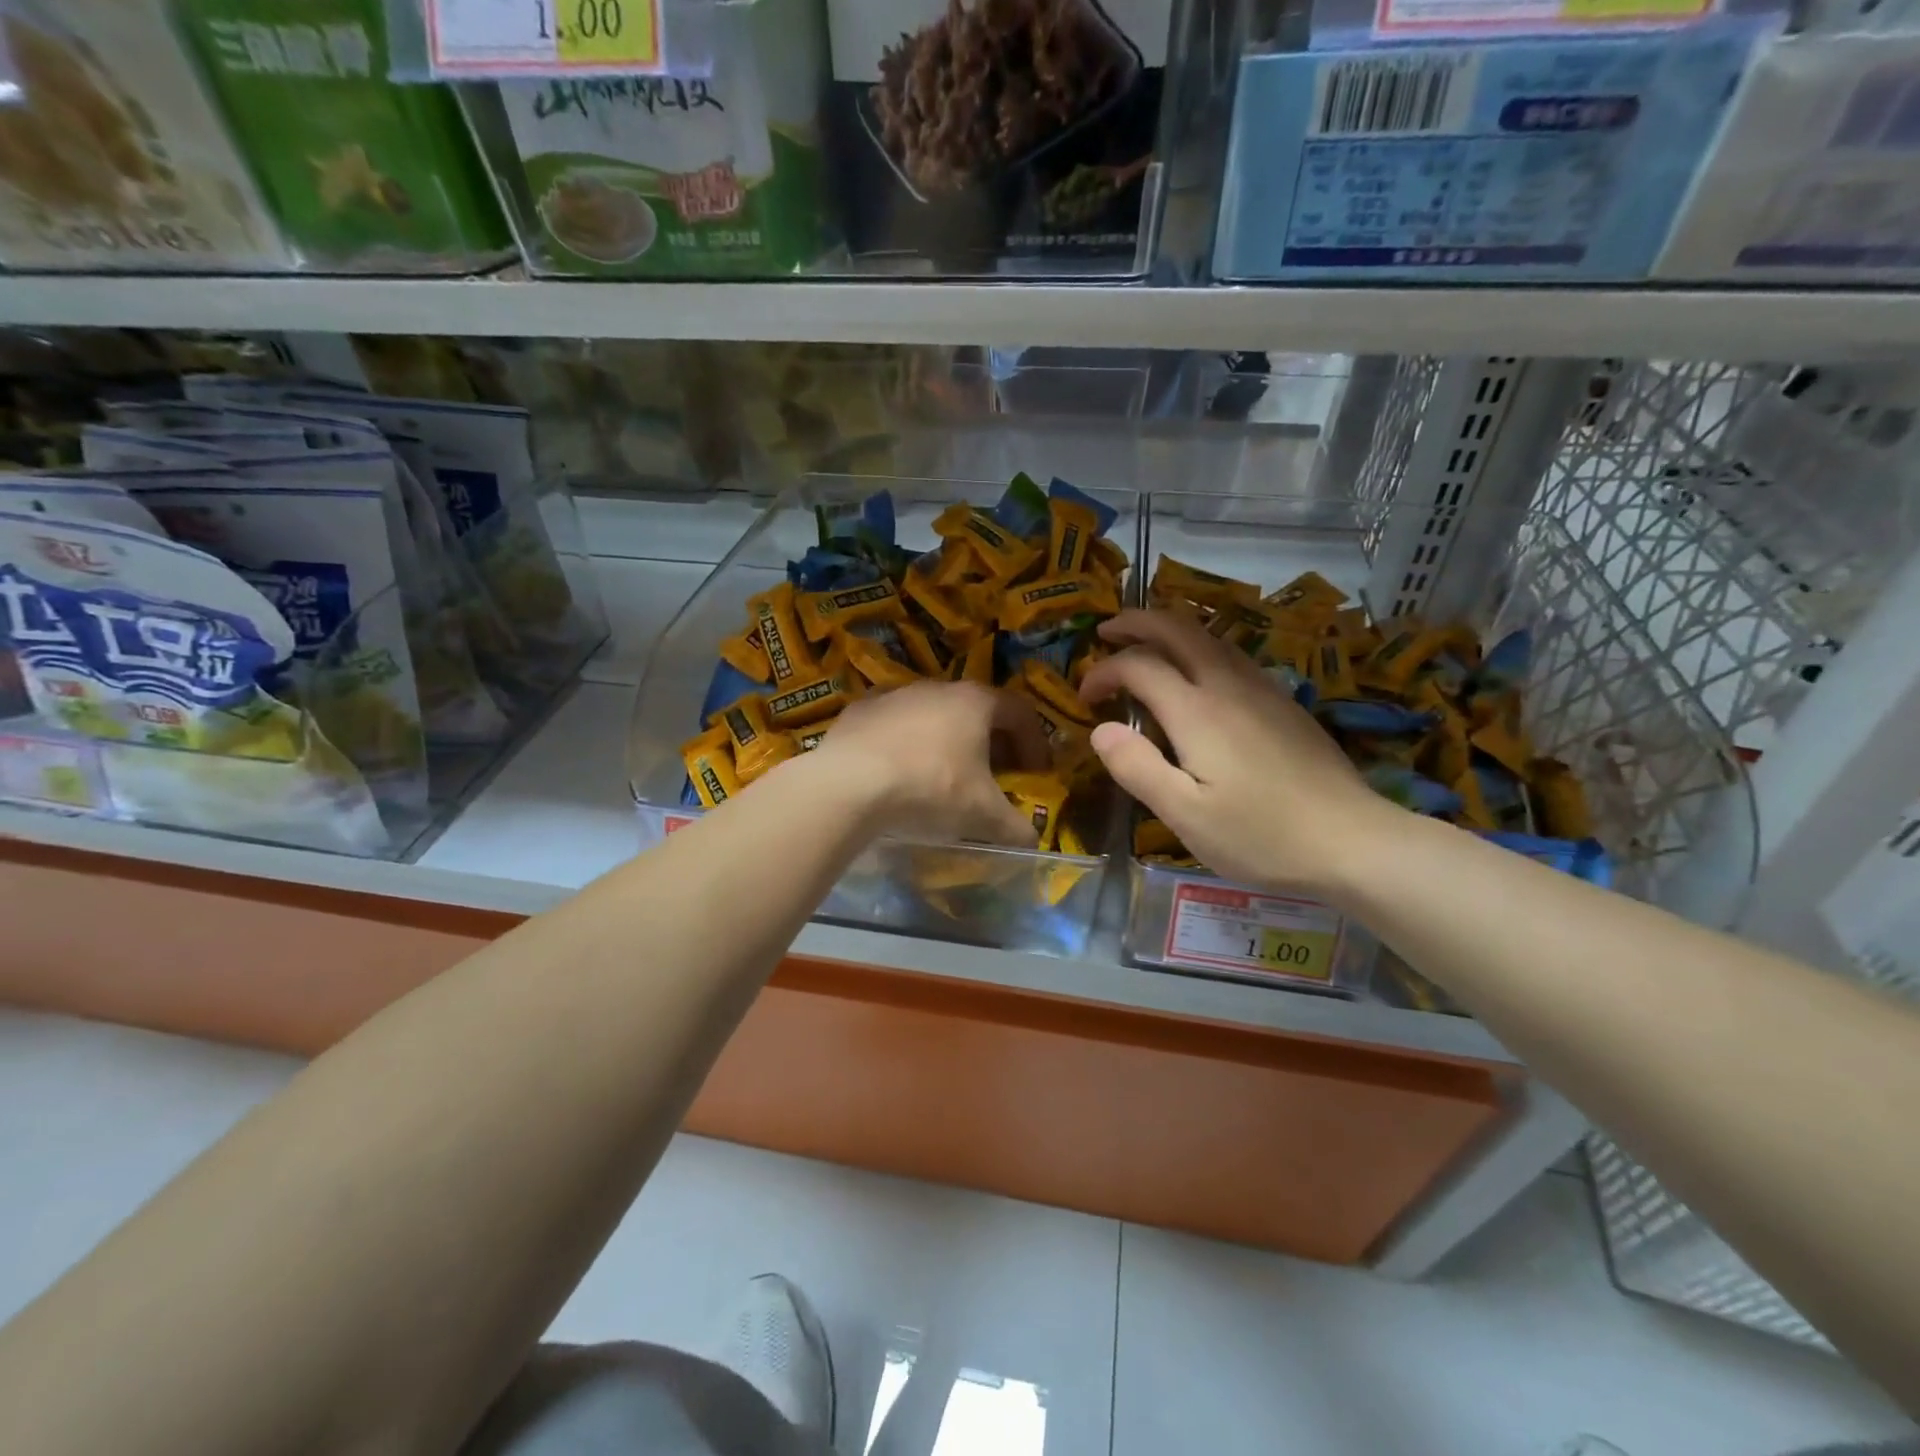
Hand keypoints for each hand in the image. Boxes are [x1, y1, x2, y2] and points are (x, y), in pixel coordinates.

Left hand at [811, 680, 1051, 846]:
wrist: (849, 784)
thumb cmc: (930, 788)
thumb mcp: (982, 815)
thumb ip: (1014, 826)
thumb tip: (1033, 840)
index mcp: (975, 702)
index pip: (1020, 712)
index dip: (1034, 742)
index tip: (1036, 772)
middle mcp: (937, 687)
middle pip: (976, 711)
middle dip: (990, 743)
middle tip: (994, 776)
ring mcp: (894, 695)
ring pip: (931, 716)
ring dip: (945, 742)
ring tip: (943, 777)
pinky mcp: (859, 711)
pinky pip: (892, 726)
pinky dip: (904, 745)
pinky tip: (897, 774)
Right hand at [1078, 609, 1401, 895]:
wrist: (1353, 841)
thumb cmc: (1261, 835)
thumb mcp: (1185, 816)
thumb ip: (1137, 768)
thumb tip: (1100, 730)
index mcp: (1198, 712)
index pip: (1138, 665)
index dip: (1103, 672)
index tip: (1085, 698)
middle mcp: (1228, 685)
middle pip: (1177, 628)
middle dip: (1135, 621)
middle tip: (1105, 630)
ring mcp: (1262, 689)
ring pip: (1209, 635)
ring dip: (1169, 629)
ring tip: (1144, 643)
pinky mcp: (1284, 702)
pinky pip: (1231, 654)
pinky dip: (1199, 646)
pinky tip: (1198, 673)